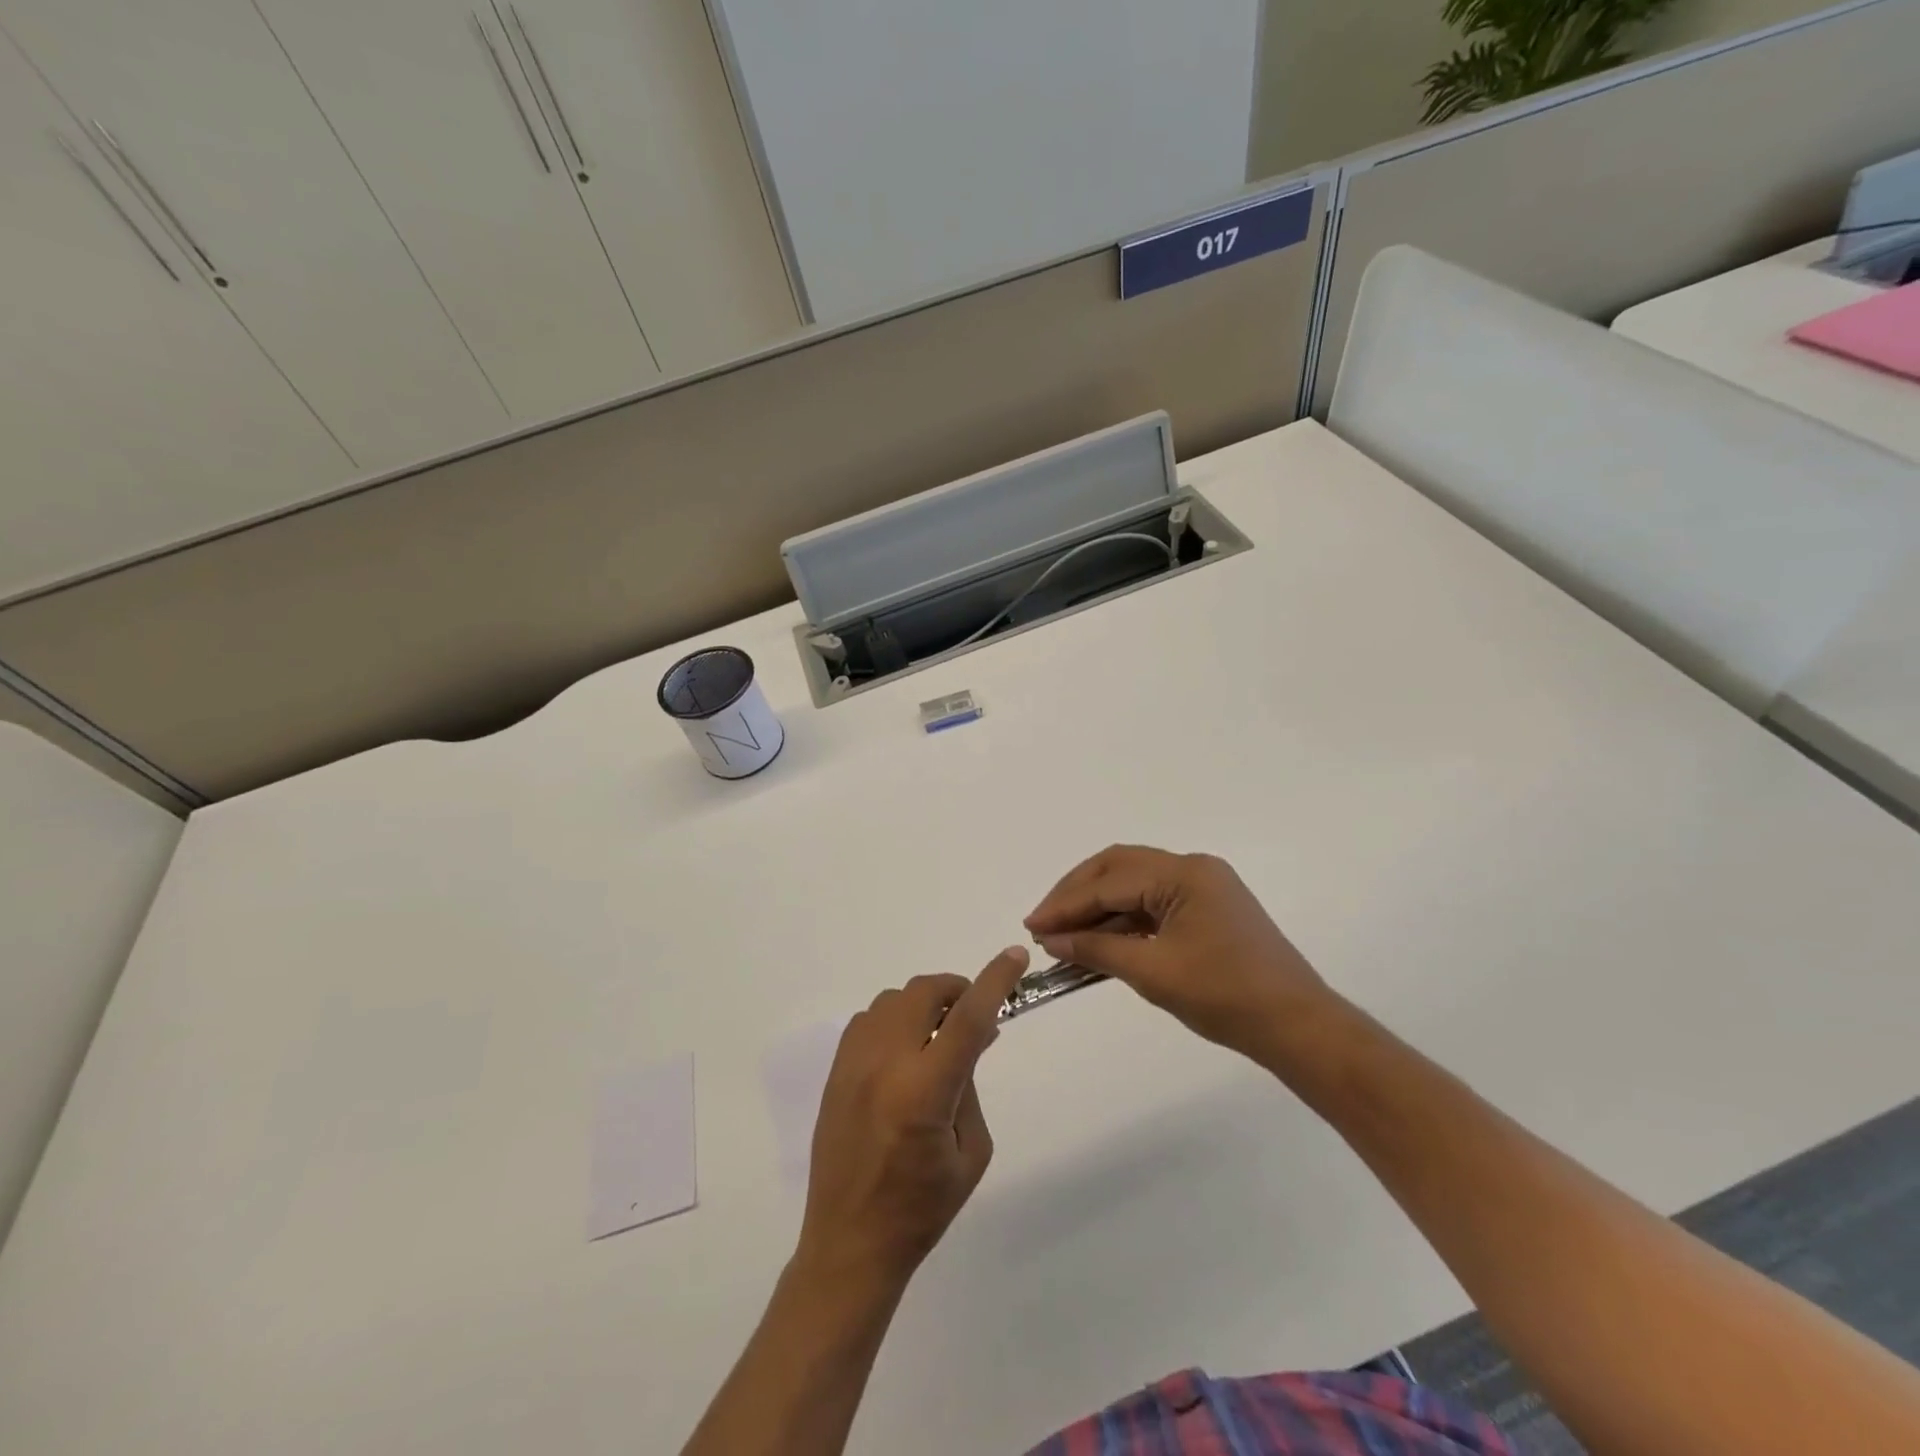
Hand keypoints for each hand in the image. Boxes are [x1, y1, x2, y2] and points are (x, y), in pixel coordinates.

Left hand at [796, 947, 1031, 1291]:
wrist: (849, 1242)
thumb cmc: (922, 1208)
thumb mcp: (971, 1152)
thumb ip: (970, 1084)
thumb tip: (972, 1037)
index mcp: (924, 1094)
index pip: (967, 1019)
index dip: (994, 981)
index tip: (1014, 956)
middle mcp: (884, 1066)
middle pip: (924, 993)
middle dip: (957, 990)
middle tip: (973, 1014)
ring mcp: (853, 1065)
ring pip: (893, 999)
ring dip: (924, 1004)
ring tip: (938, 1035)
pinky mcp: (835, 1071)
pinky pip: (869, 1019)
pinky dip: (895, 1019)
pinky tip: (905, 1050)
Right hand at [1024, 845, 1334, 1063]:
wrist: (1298, 1027)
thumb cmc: (1226, 997)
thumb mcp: (1153, 972)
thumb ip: (1097, 949)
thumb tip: (1050, 939)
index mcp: (1184, 873)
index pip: (1110, 882)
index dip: (1066, 904)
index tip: (1031, 926)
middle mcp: (1193, 868)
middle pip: (1119, 869)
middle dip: (1077, 894)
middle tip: (1043, 922)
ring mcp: (1203, 888)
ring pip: (1134, 886)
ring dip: (1098, 909)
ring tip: (1064, 936)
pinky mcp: (1207, 910)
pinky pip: (1153, 905)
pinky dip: (1123, 921)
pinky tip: (1099, 942)